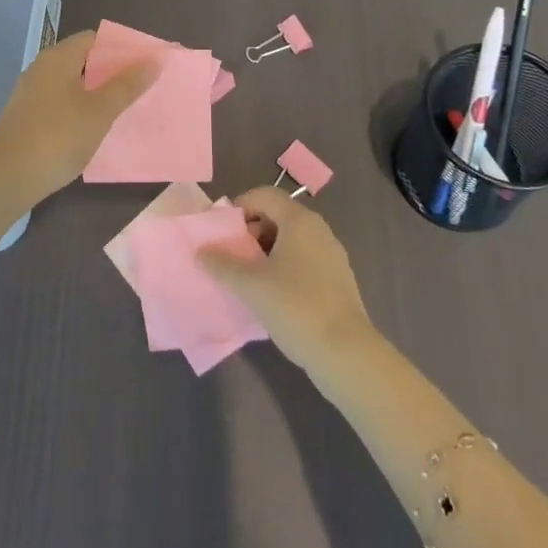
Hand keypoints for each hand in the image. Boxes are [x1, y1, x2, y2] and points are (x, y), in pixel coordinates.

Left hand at [0, 30, 157, 206]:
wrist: (6, 177)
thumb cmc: (57, 137)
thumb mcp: (100, 111)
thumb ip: (127, 85)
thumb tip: (153, 59)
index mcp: (58, 58)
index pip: (94, 38)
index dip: (121, 47)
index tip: (145, 63)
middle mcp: (42, 68)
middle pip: (83, 60)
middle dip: (112, 71)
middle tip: (141, 86)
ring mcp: (31, 93)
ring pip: (72, 83)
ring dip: (97, 92)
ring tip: (125, 107)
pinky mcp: (26, 116)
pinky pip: (60, 102)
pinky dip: (80, 108)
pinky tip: (95, 127)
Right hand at [198, 188, 373, 377]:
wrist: (345, 352)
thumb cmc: (295, 307)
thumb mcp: (250, 285)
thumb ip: (222, 264)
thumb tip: (201, 252)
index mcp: (299, 221)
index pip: (265, 195)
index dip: (241, 206)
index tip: (223, 230)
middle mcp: (319, 230)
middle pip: (278, 215)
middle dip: (251, 231)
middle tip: (233, 256)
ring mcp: (331, 255)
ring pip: (291, 240)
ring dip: (266, 251)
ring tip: (248, 278)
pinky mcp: (337, 280)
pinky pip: (304, 260)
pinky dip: (284, 267)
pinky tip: (272, 295)